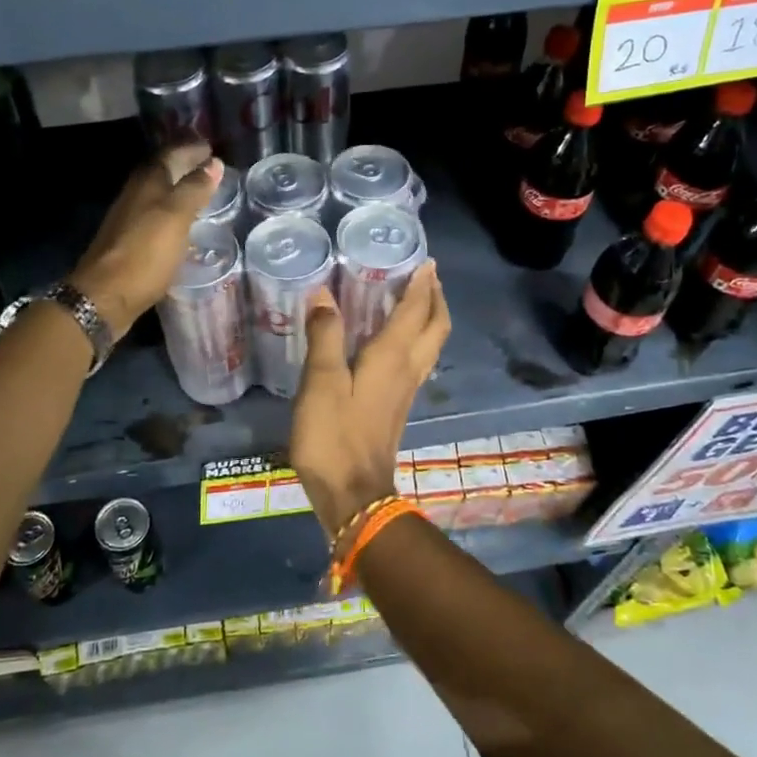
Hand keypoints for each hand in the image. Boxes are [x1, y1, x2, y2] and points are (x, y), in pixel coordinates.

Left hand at [69, 145, 222, 334]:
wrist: (105, 295)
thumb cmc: (145, 253)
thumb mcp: (176, 217)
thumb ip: (195, 189)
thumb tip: (213, 163)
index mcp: (147, 182)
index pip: (171, 153)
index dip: (191, 149)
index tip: (212, 148)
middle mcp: (135, 194)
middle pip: (162, 172)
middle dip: (184, 166)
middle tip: (209, 168)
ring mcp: (129, 218)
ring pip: (157, 194)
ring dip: (177, 189)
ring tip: (200, 193)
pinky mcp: (128, 241)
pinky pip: (154, 216)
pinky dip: (170, 212)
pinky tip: (181, 224)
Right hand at [291, 262, 450, 538]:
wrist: (353, 495)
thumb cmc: (334, 437)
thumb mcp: (321, 383)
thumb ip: (325, 336)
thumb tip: (324, 294)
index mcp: (392, 358)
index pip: (415, 311)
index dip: (422, 285)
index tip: (425, 261)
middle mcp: (407, 370)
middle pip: (435, 327)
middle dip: (435, 299)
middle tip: (425, 277)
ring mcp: (405, 391)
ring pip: (430, 345)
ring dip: (428, 318)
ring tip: (413, 300)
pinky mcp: (396, 407)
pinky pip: (415, 361)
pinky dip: (414, 339)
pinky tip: (391, 341)